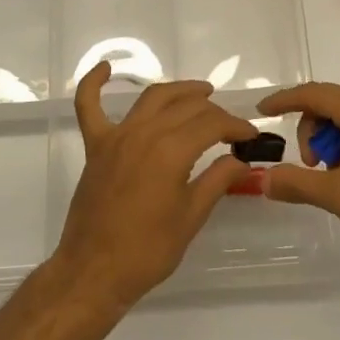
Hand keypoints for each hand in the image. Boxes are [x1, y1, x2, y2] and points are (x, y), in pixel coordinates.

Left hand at [50, 62, 259, 310]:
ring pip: (151, 97)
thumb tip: (241, 160)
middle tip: (230, 127)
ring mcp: (117, 136)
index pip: (212, 124)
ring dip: (178, 90)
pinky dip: (94, 83)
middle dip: (214, 112)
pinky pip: (88, 106)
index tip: (250, 136)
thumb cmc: (148, 251)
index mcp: (171, 151)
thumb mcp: (191, 217)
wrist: (94, 272)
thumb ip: (217, 181)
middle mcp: (144, 133)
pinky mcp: (95, 146)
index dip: (235, 126)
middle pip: (186, 107)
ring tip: (200, 92)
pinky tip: (106, 68)